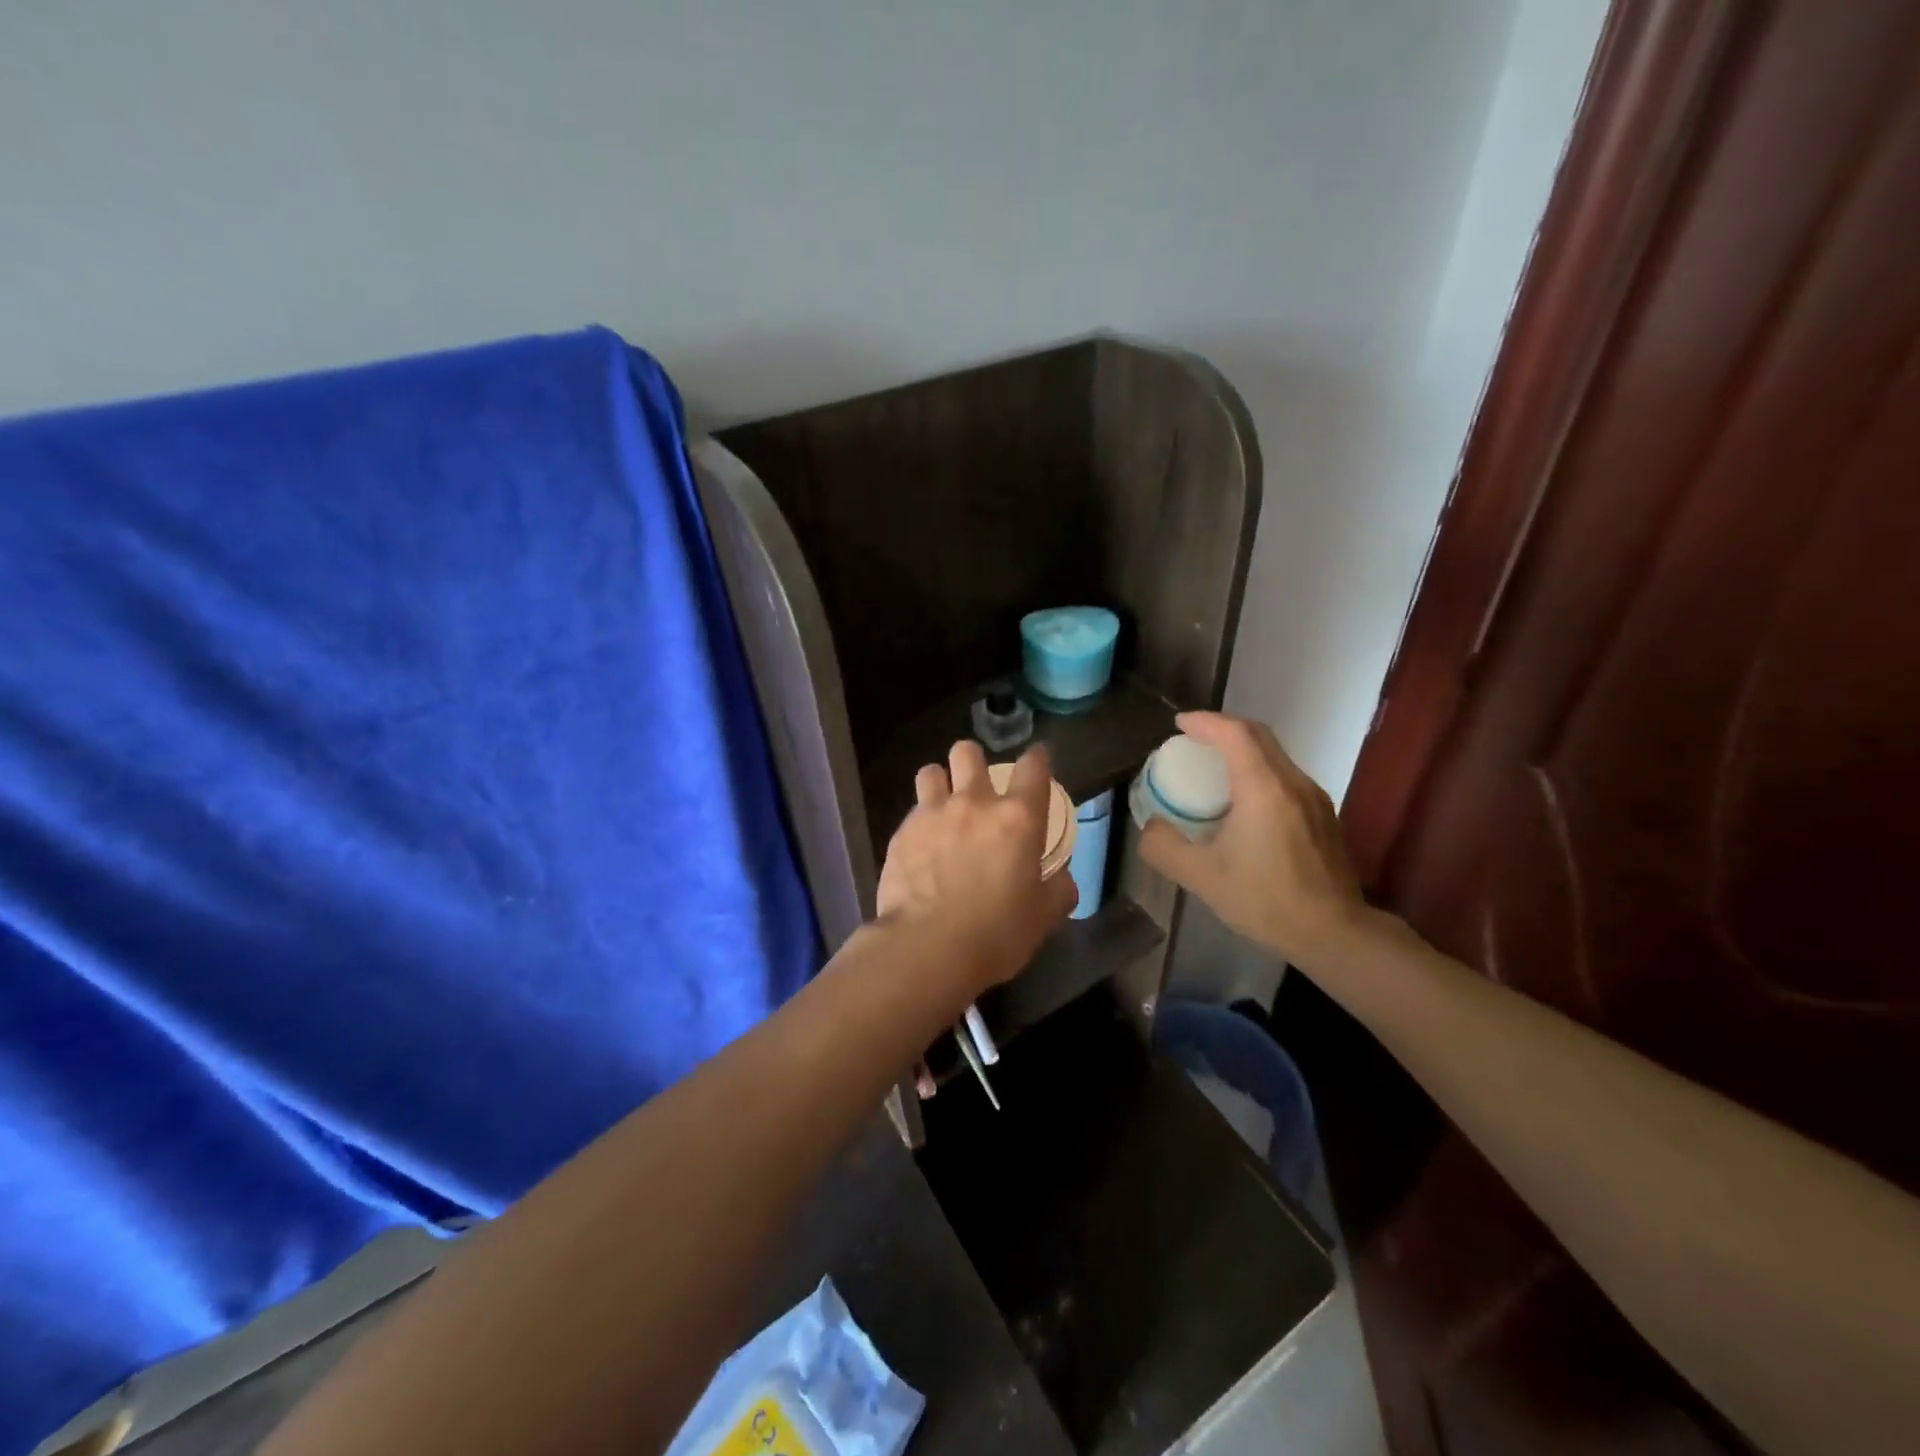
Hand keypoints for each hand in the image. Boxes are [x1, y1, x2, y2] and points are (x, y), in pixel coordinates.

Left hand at [877, 740, 1077, 992]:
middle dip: (973, 761)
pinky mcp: (901, 833)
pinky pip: (912, 812)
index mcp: (1018, 818)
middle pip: (968, 753)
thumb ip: (1058, 890)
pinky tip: (920, 846)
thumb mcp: (1043, 917)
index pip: (1033, 767)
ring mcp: (932, 814)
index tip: (1037, 760)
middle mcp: (974, 803)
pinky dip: (919, 822)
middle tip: (977, 785)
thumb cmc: (996, 933)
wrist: (927, 948)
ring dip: (939, 782)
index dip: (1037, 758)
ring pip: (931, 772)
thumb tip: (1062, 879)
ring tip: (942, 805)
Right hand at [1138, 711, 1363, 967]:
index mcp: (1264, 788)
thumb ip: (1165, 847)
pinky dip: (1258, 771)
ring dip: (1242, 750)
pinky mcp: (1323, 816)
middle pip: (1258, 736)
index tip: (1179, 724)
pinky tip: (1243, 803)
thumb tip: (1151, 826)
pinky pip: (1285, 776)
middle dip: (1223, 729)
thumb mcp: (1201, 877)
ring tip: (1213, 768)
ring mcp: (1314, 798)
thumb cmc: (1266, 900)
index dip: (1205, 721)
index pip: (1235, 733)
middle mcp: (1293, 782)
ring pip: (1275, 755)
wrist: (1334, 933)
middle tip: (1192, 740)